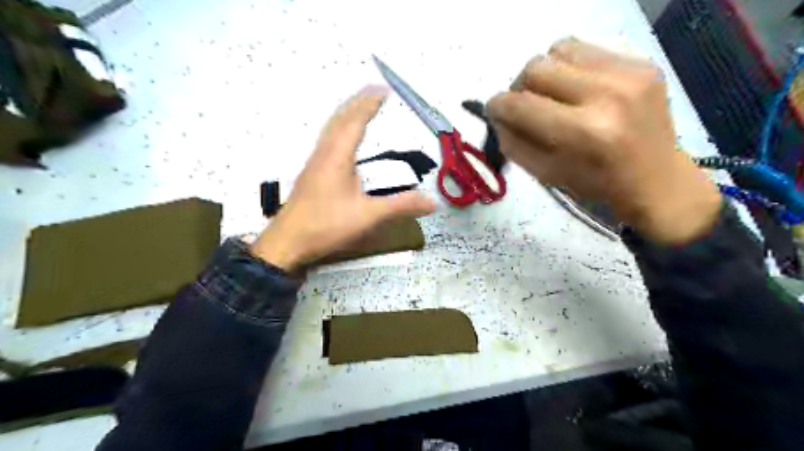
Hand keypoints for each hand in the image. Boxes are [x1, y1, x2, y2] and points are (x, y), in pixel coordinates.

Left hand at [252, 84, 436, 268]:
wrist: (287, 242)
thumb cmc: (326, 225)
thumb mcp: (368, 216)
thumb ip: (400, 207)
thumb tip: (432, 203)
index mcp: (338, 156)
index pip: (355, 121)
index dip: (370, 103)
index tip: (384, 89)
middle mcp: (324, 153)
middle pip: (339, 118)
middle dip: (357, 101)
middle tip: (374, 91)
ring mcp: (314, 162)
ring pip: (330, 128)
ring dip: (346, 114)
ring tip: (360, 107)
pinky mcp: (311, 173)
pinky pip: (326, 140)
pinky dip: (338, 129)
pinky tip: (341, 140)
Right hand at [491, 39, 721, 244]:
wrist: (655, 180)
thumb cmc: (595, 185)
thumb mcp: (544, 174)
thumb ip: (513, 143)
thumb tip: (497, 113)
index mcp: (583, 133)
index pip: (520, 104)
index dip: (497, 106)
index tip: (494, 111)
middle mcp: (607, 94)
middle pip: (536, 68)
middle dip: (520, 87)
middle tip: (525, 105)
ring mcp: (629, 73)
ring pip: (559, 50)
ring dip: (546, 73)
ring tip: (553, 95)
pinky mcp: (642, 62)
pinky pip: (586, 49)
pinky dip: (571, 68)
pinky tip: (579, 89)